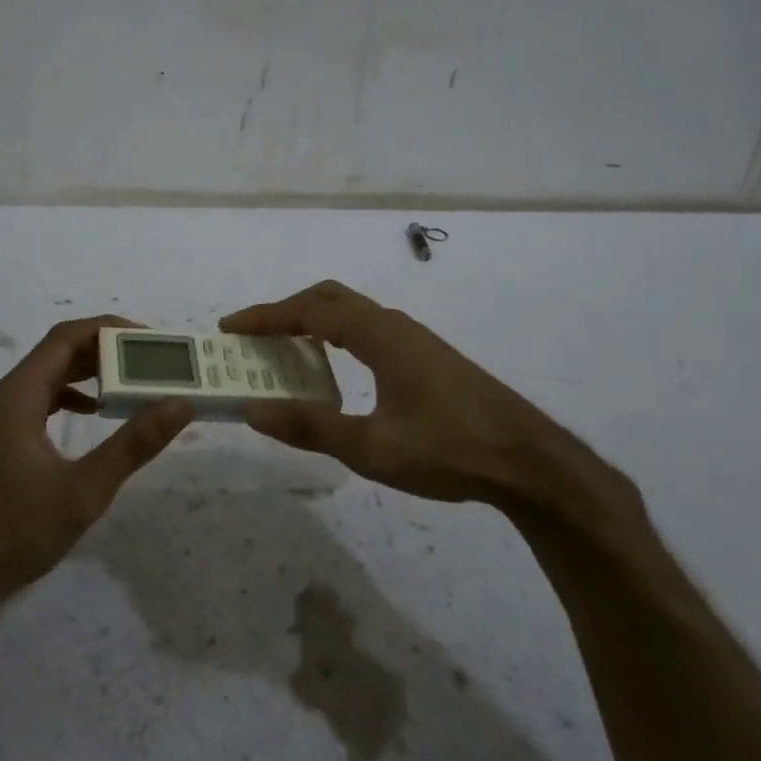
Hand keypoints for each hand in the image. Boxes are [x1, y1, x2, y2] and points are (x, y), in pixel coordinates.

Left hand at [0, 316, 192, 596]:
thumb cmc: (16, 530)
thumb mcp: (84, 489)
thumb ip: (134, 444)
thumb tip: (180, 404)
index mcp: (19, 395)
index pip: (66, 338)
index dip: (108, 328)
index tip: (149, 338)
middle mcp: (7, 397)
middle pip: (58, 353)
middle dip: (104, 349)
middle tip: (150, 359)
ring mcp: (1, 420)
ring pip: (49, 378)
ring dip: (89, 373)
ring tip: (132, 381)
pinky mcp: (3, 442)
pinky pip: (42, 402)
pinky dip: (72, 398)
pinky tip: (96, 414)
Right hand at [222, 281, 643, 543]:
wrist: (529, 461)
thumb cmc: (449, 451)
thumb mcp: (372, 448)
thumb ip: (311, 427)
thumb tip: (253, 410)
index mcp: (379, 336)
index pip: (310, 311)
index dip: (266, 316)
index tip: (231, 327)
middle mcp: (395, 326)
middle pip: (330, 299)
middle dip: (286, 311)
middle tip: (253, 336)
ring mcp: (415, 339)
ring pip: (352, 312)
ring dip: (312, 322)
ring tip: (284, 351)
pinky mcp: (428, 357)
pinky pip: (368, 329)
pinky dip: (336, 336)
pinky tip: (335, 369)